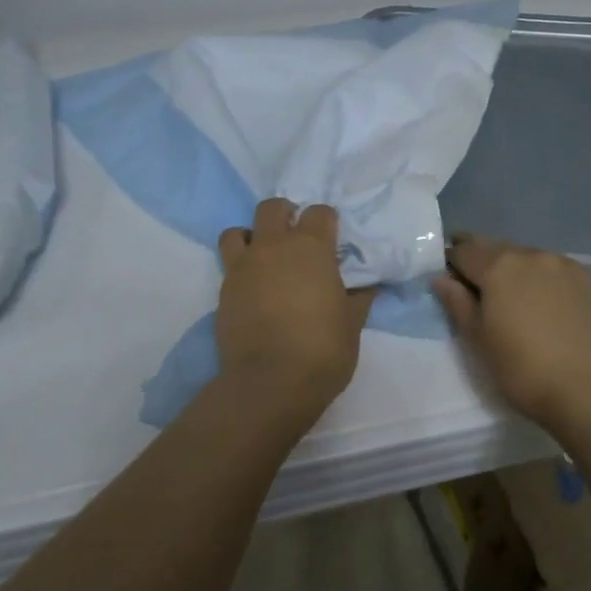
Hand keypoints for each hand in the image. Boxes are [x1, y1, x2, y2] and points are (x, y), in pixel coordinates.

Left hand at [216, 199, 376, 423]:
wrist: (270, 382)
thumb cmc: (322, 350)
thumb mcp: (352, 324)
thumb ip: (358, 298)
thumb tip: (367, 287)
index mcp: (311, 248)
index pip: (319, 212)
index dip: (326, 221)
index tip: (332, 238)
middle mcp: (274, 247)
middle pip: (272, 208)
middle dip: (285, 215)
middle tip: (296, 237)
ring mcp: (244, 266)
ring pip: (237, 231)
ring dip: (251, 237)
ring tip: (264, 257)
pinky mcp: (224, 289)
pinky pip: (228, 264)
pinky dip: (239, 267)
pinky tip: (252, 288)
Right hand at [433, 236, 590, 437]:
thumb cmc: (523, 369)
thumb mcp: (478, 340)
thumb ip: (457, 303)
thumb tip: (440, 278)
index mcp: (499, 266)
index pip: (464, 251)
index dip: (452, 264)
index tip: (450, 283)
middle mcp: (532, 255)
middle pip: (497, 249)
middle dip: (483, 263)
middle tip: (479, 292)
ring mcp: (566, 266)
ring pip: (529, 259)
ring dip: (516, 271)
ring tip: (516, 302)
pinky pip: (556, 273)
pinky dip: (544, 282)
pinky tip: (548, 309)